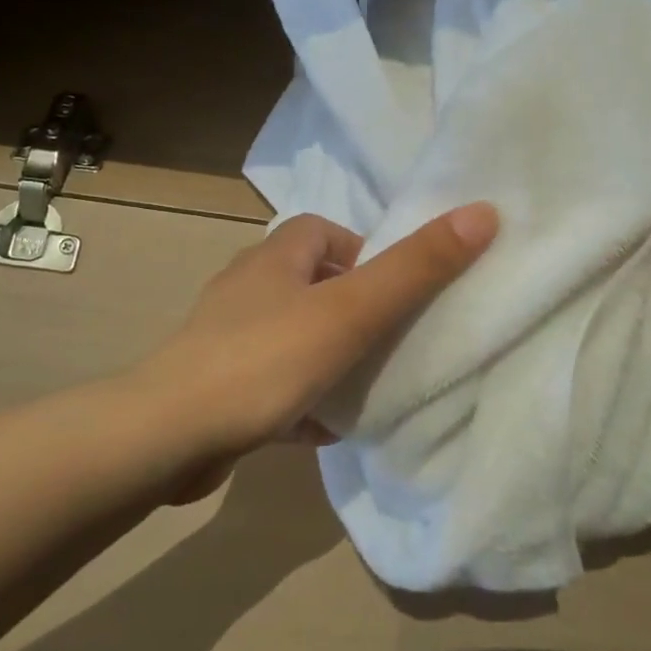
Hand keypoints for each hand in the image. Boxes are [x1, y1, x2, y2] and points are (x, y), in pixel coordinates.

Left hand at [130, 205, 498, 496]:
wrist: (167, 438)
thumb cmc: (265, 359)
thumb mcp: (352, 310)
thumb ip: (416, 267)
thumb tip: (483, 212)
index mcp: (276, 256)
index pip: (326, 231)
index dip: (366, 254)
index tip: (396, 292)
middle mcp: (248, 288)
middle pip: (314, 285)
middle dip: (354, 309)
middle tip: (392, 341)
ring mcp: (228, 338)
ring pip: (296, 336)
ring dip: (331, 356)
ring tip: (369, 385)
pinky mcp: (218, 386)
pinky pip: (274, 382)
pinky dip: (302, 398)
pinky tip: (326, 427)